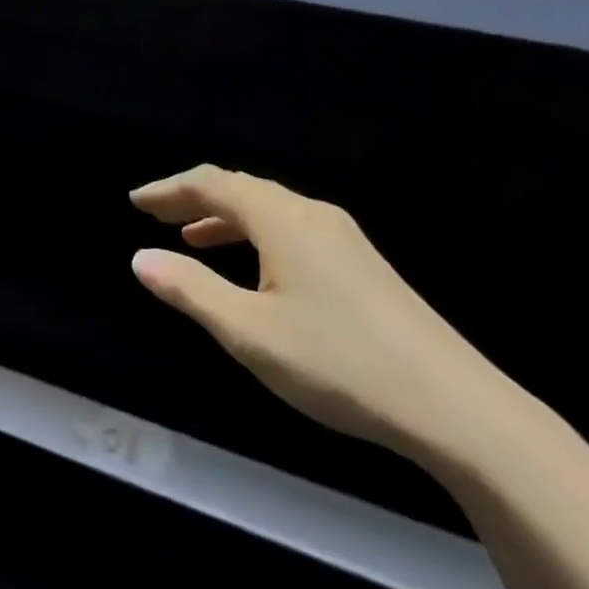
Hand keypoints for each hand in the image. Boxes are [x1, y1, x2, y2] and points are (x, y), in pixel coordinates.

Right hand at [130, 165, 519, 462]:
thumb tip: (141, 257)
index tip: (135, 202)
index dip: (169, 189)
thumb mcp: (250, 333)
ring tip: (194, 238)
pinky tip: (256, 266)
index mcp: (282, 219)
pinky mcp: (361, 261)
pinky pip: (292, 227)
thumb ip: (191, 291)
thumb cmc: (338, 363)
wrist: (454, 404)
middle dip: (195, 197)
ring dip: (226, 217)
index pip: (213, 184)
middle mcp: (311, 213)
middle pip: (242, 188)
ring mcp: (342, 235)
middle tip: (157, 214)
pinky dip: (257, 234)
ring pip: (270, 208)